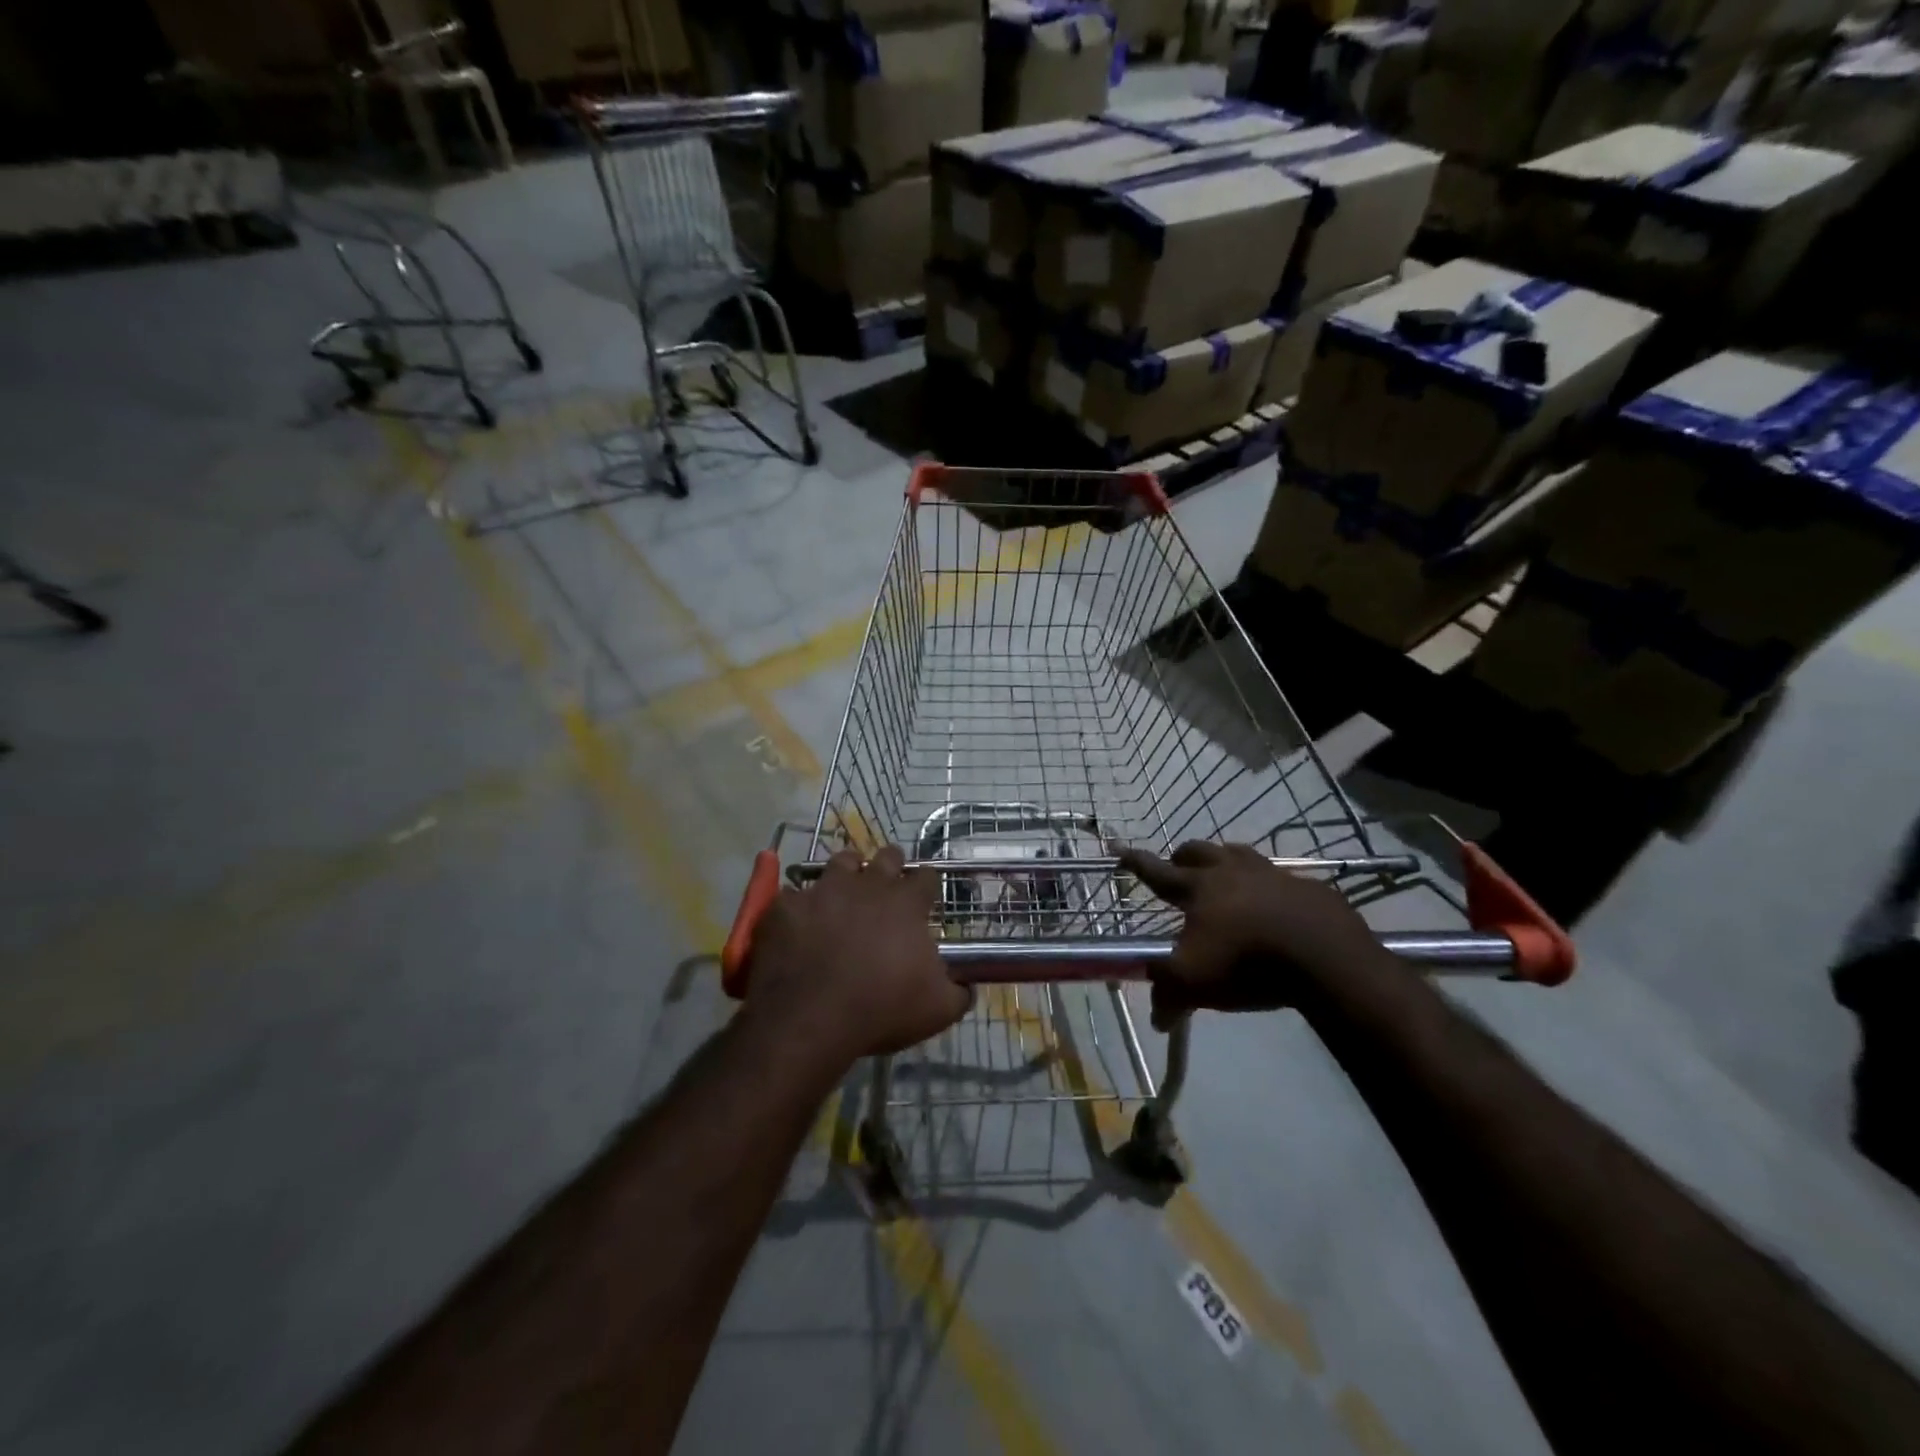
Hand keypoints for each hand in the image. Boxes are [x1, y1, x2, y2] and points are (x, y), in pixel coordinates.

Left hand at [744, 845, 970, 1064]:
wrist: (810, 1019)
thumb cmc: (881, 1009)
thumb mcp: (937, 1010)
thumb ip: (958, 992)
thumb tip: (967, 986)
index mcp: (905, 903)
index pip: (927, 877)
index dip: (928, 885)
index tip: (926, 898)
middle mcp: (867, 885)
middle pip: (886, 857)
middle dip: (891, 866)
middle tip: (887, 886)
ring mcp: (824, 890)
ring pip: (841, 861)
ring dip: (847, 872)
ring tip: (845, 892)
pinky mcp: (788, 905)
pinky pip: (795, 895)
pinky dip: (801, 906)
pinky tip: (801, 923)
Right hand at [1118, 842, 1379, 1028]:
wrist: (1325, 958)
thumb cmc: (1247, 964)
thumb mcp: (1195, 984)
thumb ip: (1168, 995)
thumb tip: (1157, 1019)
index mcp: (1198, 888)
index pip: (1157, 871)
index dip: (1136, 862)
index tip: (1122, 852)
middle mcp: (1231, 871)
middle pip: (1198, 850)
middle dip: (1183, 857)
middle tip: (1178, 870)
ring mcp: (1272, 874)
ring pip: (1239, 854)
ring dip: (1226, 861)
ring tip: (1225, 878)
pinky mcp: (1308, 887)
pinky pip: (1282, 878)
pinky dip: (1271, 886)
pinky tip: (1277, 906)